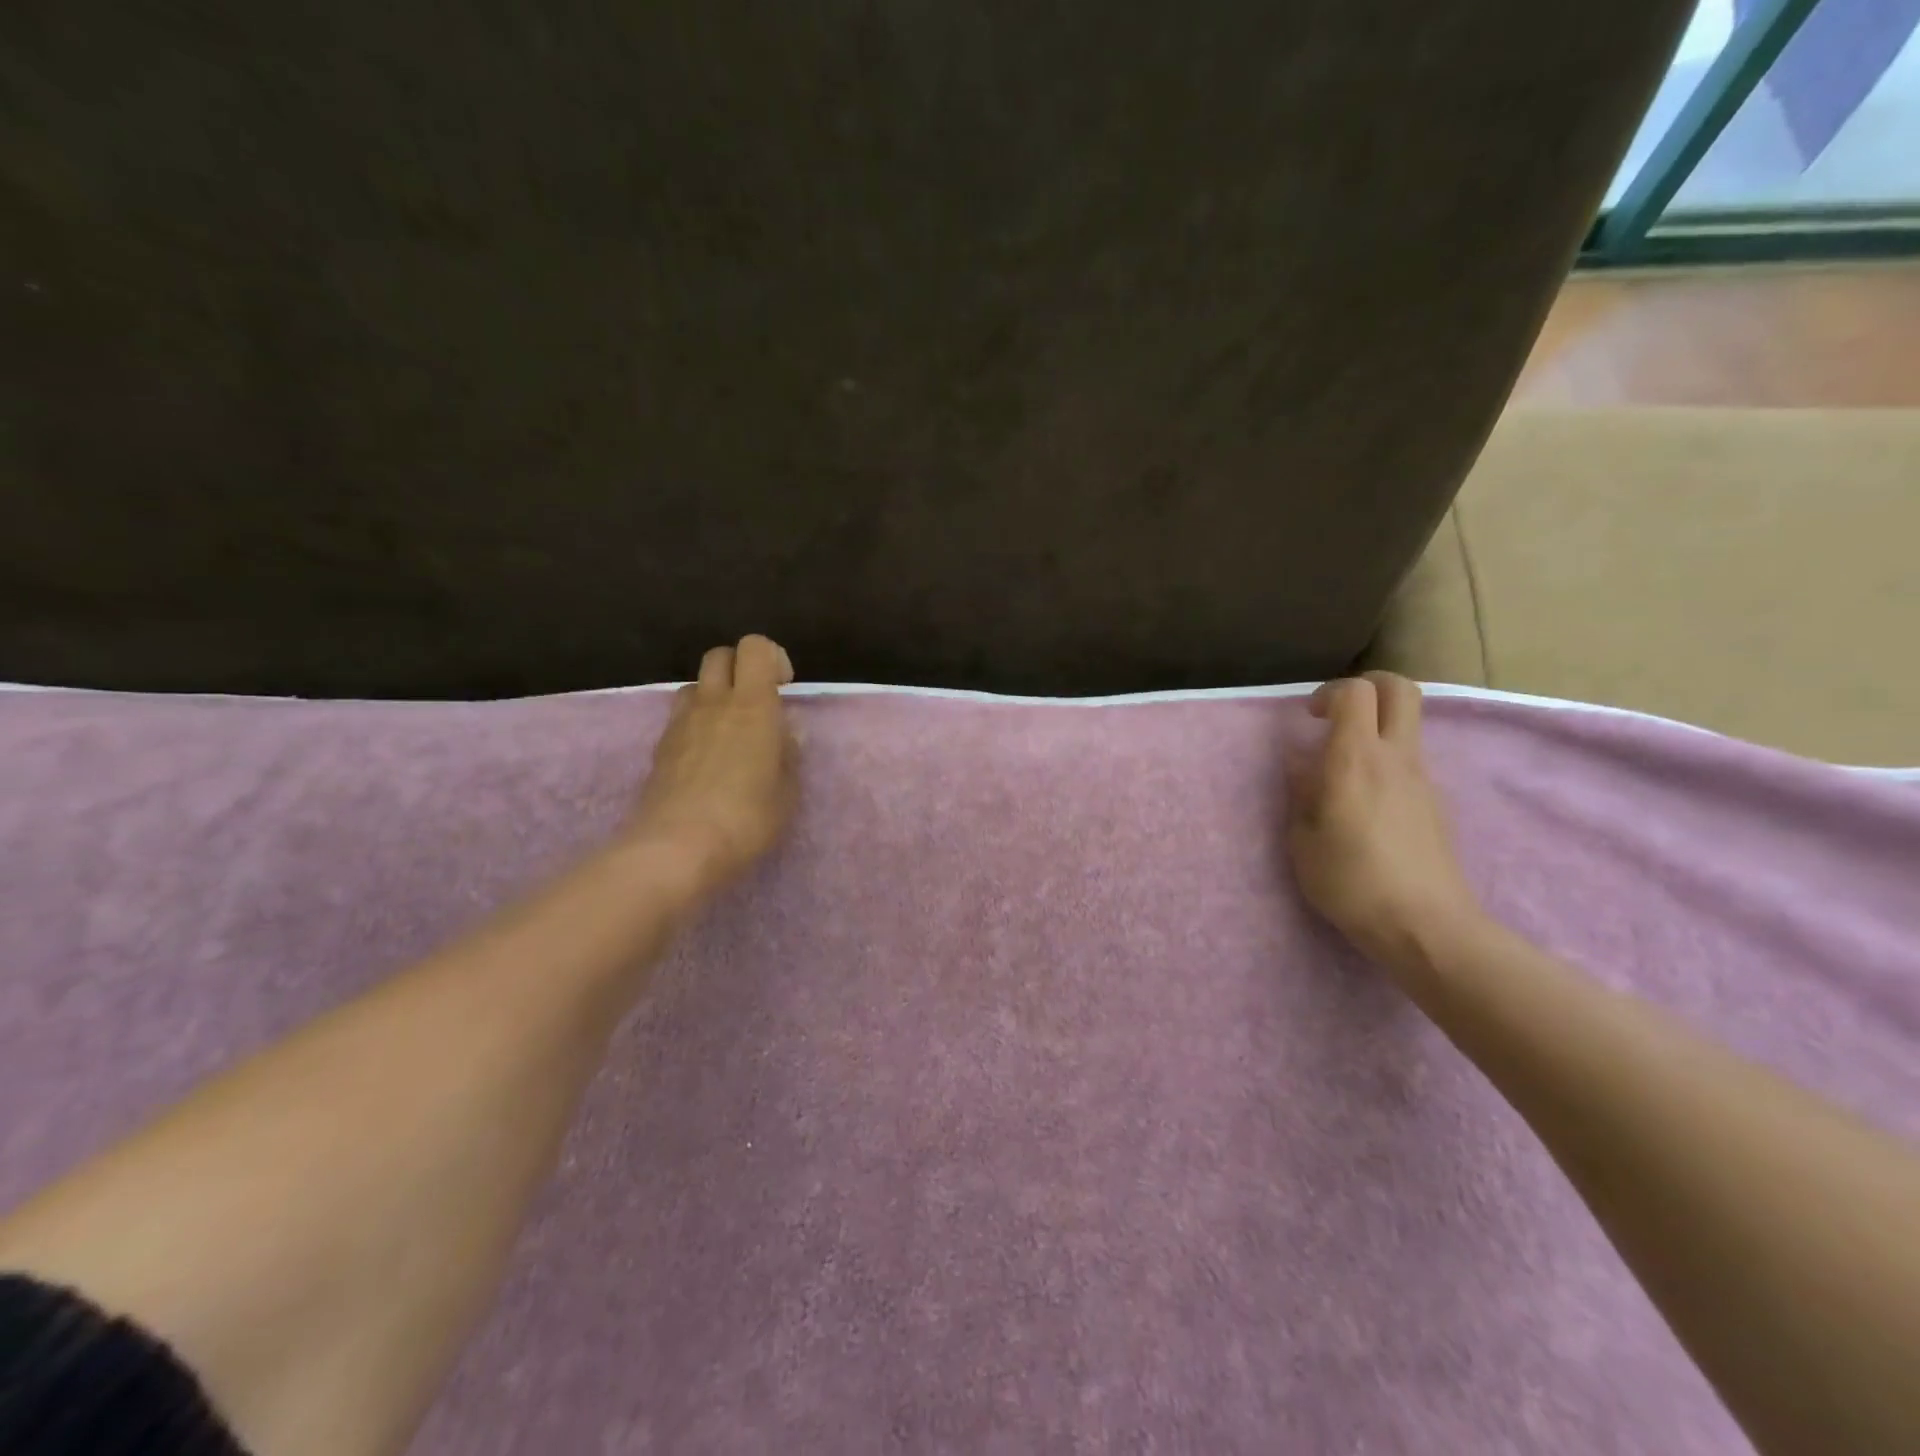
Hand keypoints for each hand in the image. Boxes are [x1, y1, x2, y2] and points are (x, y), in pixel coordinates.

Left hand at [629, 635, 797, 892]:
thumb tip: (785, 731)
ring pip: (694, 685)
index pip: (755, 647)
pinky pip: (680, 718)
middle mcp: (713, 703)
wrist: (676, 848)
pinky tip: (708, 760)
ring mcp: (681, 724)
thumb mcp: (787, 792)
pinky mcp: (660, 748)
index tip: (785, 687)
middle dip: (740, 668)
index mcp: (752, 705)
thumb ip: (788, 754)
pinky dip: (697, 724)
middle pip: (719, 656)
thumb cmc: (746, 818)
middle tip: (758, 703)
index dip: (772, 657)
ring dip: (714, 695)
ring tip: (730, 730)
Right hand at [1285, 672, 1481, 971]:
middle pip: (1400, 689)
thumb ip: (1300, 793)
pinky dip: (1385, 762)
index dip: (1330, 692)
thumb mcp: (1302, 840)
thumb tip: (1302, 765)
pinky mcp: (1434, 803)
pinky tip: (1364, 805)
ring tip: (1342, 770)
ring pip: (1406, 725)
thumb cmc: (1351, 881)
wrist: (1425, 925)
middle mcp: (1396, 758)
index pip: (1356, 692)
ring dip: (1376, 728)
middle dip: (1368, 686)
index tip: (1309, 717)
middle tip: (1338, 713)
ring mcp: (1422, 779)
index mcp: (1356, 760)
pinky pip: (1408, 762)